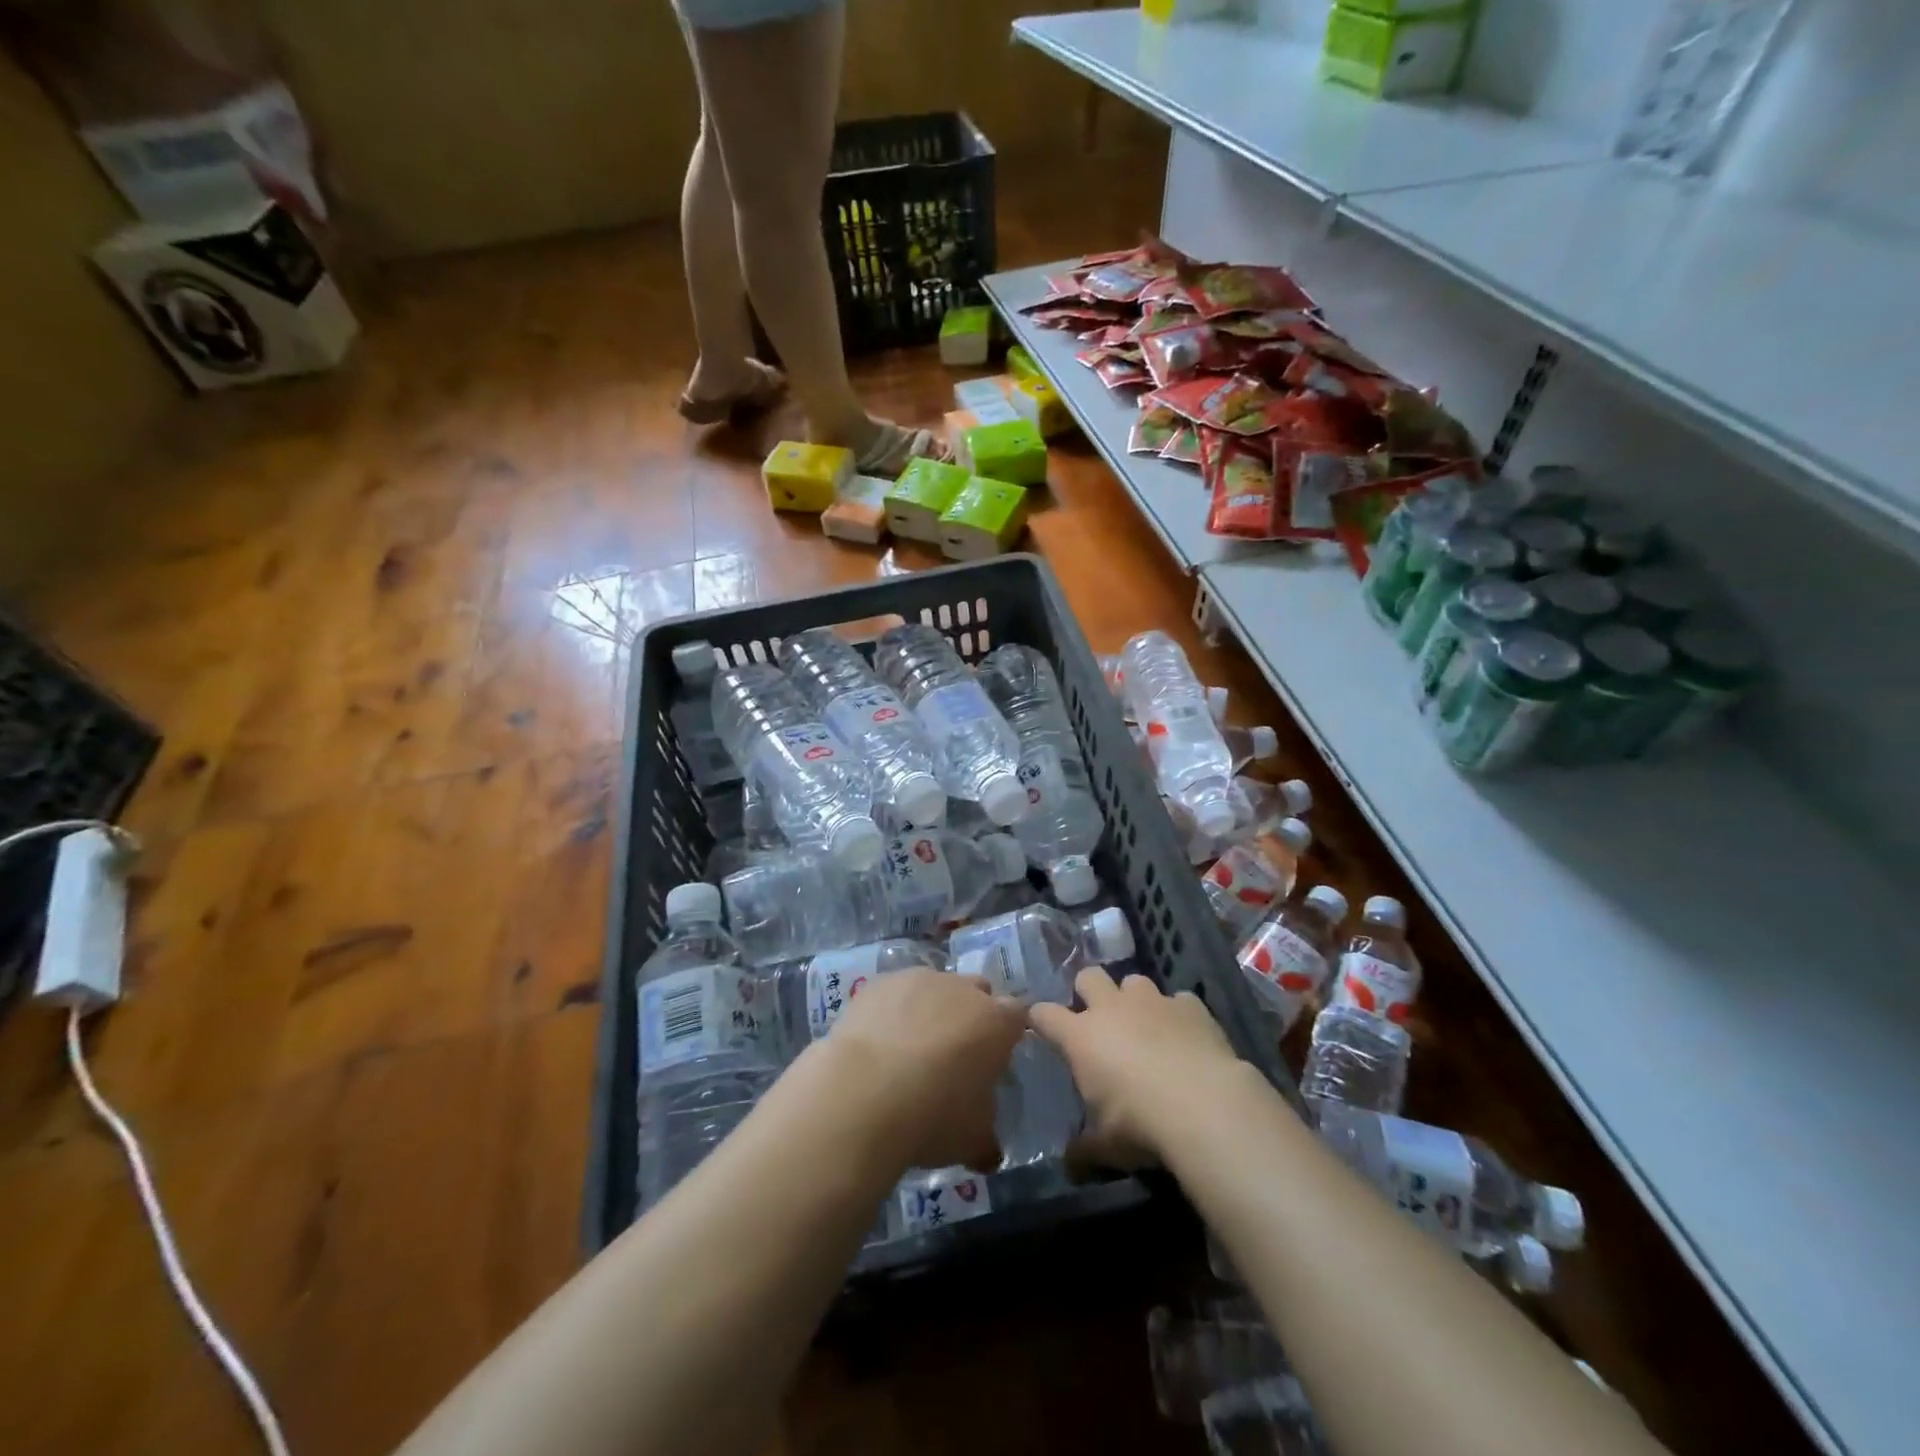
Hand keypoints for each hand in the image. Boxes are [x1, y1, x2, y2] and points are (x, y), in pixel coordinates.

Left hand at [824, 968, 1025, 1172]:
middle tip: (954, 1053)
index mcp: (997, 1022)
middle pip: (978, 992)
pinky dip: (894, 1008)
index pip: (1017, 1015)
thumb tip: (989, 1152)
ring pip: (936, 987)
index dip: (1008, 1033)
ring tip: (909, 1048)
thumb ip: (987, 1139)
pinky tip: (878, 1039)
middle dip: (971, 1014)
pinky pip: (896, 990)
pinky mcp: (881, 982)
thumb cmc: (932, 1116)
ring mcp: (920, 979)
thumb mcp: (972, 1141)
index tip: (995, 1057)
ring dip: (931, 1008)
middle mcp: (963, 989)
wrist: (863, 1094)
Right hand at [1029, 970, 1244, 1170]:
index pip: (1045, 1014)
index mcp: (1081, 1036)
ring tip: (1145, 1026)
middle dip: (1088, 991)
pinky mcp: (1191, 1006)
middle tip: (1097, 1017)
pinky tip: (1186, 1036)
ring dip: (1134, 1000)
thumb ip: (1084, 1149)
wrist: (1205, 1105)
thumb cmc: (1141, 1124)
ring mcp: (1153, 1001)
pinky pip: (1179, 1000)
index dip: (1040, 1017)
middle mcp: (1112, 1008)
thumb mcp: (1106, 1146)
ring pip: (1134, 981)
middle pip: (1089, 977)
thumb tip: (1069, 1165)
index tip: (1040, 1024)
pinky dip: (1178, 1014)